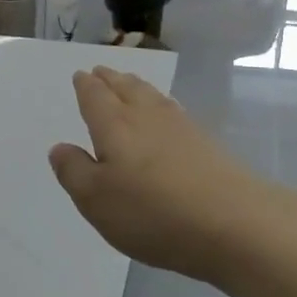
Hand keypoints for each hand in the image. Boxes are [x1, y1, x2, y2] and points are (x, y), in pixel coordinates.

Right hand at [48, 66, 296, 284]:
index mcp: (114, 125)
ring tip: (128, 84)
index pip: (95, 96)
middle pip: (126, 88)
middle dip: (111, 79)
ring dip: (136, 86)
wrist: (236, 225)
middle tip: (101, 72)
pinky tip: (166, 114)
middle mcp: (146, 117)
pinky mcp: (207, 145)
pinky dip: (161, 105)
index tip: (81, 75)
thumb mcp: (96, 200)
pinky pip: (174, 112)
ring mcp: (181, 128)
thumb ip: (74, 171)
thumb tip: (60, 147)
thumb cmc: (153, 212)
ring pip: (152, 96)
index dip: (85, 85)